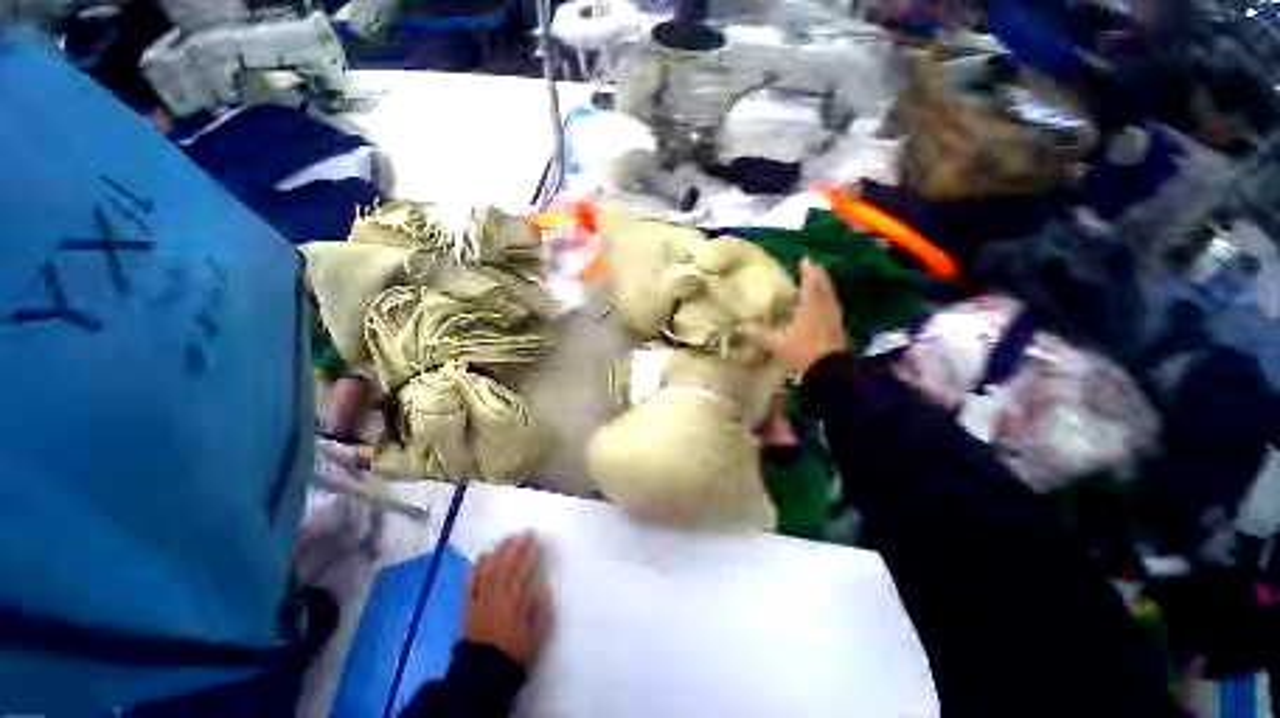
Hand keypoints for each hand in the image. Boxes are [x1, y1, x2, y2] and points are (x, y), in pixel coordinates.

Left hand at [464, 532, 550, 666]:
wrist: (483, 671)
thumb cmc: (513, 651)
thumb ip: (540, 609)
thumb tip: (543, 586)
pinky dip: (476, 567)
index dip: (530, 554)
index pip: (523, 570)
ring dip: (498, 551)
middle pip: (506, 565)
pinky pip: (470, 582)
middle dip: (516, 546)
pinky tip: (483, 556)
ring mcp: (480, 598)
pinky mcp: (467, 605)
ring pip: (489, 569)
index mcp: (514, 600)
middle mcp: (496, 594)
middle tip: (525, 532)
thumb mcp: (535, 634)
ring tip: (507, 538)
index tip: (537, 541)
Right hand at [752, 258, 847, 376]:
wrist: (830, 370)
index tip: (804, 260)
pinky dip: (828, 301)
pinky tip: (825, 306)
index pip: (810, 284)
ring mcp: (834, 318)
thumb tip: (742, 328)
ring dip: (825, 287)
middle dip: (818, 275)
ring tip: (819, 282)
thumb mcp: (777, 344)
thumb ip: (760, 335)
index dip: (807, 271)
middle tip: (813, 267)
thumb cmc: (803, 352)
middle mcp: (824, 308)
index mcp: (810, 307)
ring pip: (831, 297)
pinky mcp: (839, 329)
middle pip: (824, 287)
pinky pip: (833, 308)